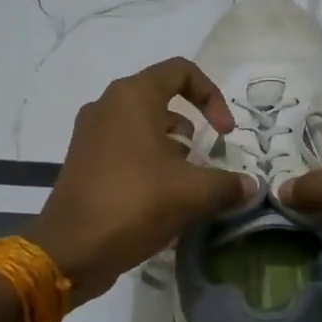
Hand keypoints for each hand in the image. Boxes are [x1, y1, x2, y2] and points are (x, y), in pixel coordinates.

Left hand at [25, 58, 252, 303]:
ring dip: (172, 148)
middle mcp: (108, 106)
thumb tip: (251, 187)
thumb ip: (228, 184)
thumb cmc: (134, 204)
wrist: (70, 250)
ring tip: (187, 183)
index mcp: (132, 97)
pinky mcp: (83, 161)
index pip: (181, 72)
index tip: (225, 132)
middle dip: (192, 127)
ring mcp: (91, 134)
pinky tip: (163, 198)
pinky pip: (125, 148)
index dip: (212, 96)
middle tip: (206, 159)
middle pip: (162, 99)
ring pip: (143, 126)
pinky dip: (149, 162)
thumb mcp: (193, 193)